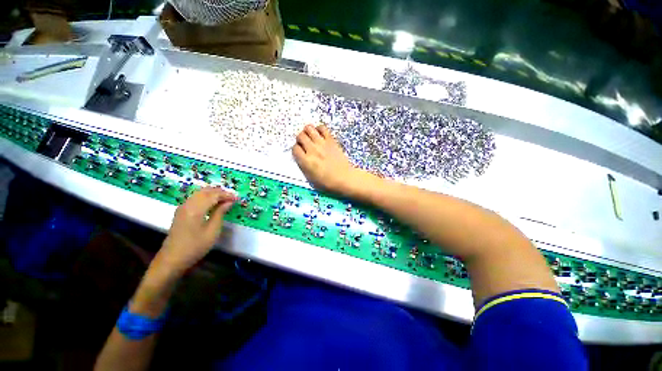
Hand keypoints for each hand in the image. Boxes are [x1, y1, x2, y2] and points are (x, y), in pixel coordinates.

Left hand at [155, 187, 237, 275]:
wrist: (172, 259)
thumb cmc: (195, 246)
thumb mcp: (212, 231)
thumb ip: (220, 213)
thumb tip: (228, 202)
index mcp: (196, 209)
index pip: (214, 195)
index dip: (226, 195)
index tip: (237, 198)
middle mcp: (187, 204)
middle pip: (205, 191)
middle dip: (220, 192)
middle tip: (232, 197)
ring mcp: (182, 207)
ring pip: (199, 193)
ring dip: (213, 193)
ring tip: (225, 199)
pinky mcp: (181, 211)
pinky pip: (195, 198)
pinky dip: (206, 197)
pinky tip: (212, 202)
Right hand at [292, 124, 369, 195]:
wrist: (344, 178)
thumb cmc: (327, 182)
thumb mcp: (310, 178)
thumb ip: (303, 166)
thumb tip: (300, 157)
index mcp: (306, 161)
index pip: (294, 148)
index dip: (296, 149)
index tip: (300, 152)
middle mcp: (312, 150)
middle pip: (300, 136)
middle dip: (300, 139)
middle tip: (304, 144)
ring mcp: (322, 144)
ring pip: (309, 128)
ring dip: (307, 131)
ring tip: (311, 137)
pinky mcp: (331, 140)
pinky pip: (322, 128)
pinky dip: (319, 129)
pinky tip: (320, 134)